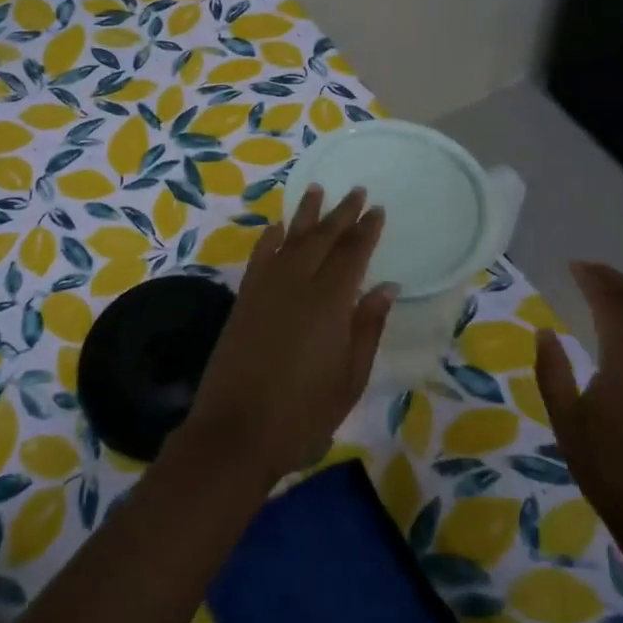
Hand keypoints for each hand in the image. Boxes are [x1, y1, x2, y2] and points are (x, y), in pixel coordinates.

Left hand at [179, 185, 396, 483]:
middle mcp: (297, 284)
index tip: (377, 209)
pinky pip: (259, 257)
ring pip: (290, 239)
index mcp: (330, 302)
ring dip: (305, 214)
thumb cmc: (303, 413)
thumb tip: (385, 287)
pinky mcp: (244, 299)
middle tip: (356, 191)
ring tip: (316, 190)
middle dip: (341, 213)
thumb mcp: (349, 378)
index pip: (352, 254)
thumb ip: (367, 328)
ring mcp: (266, 289)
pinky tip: (277, 228)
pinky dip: (269, 239)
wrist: (236, 432)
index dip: (366, 230)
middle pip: (322, 238)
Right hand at [534, 261, 622, 558]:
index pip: (613, 305)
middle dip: (617, 279)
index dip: (595, 280)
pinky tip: (622, 323)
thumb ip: (552, 371)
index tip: (572, 265)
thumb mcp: (565, 419)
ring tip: (603, 287)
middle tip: (587, 269)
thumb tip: (545, 332)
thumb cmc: (605, 466)